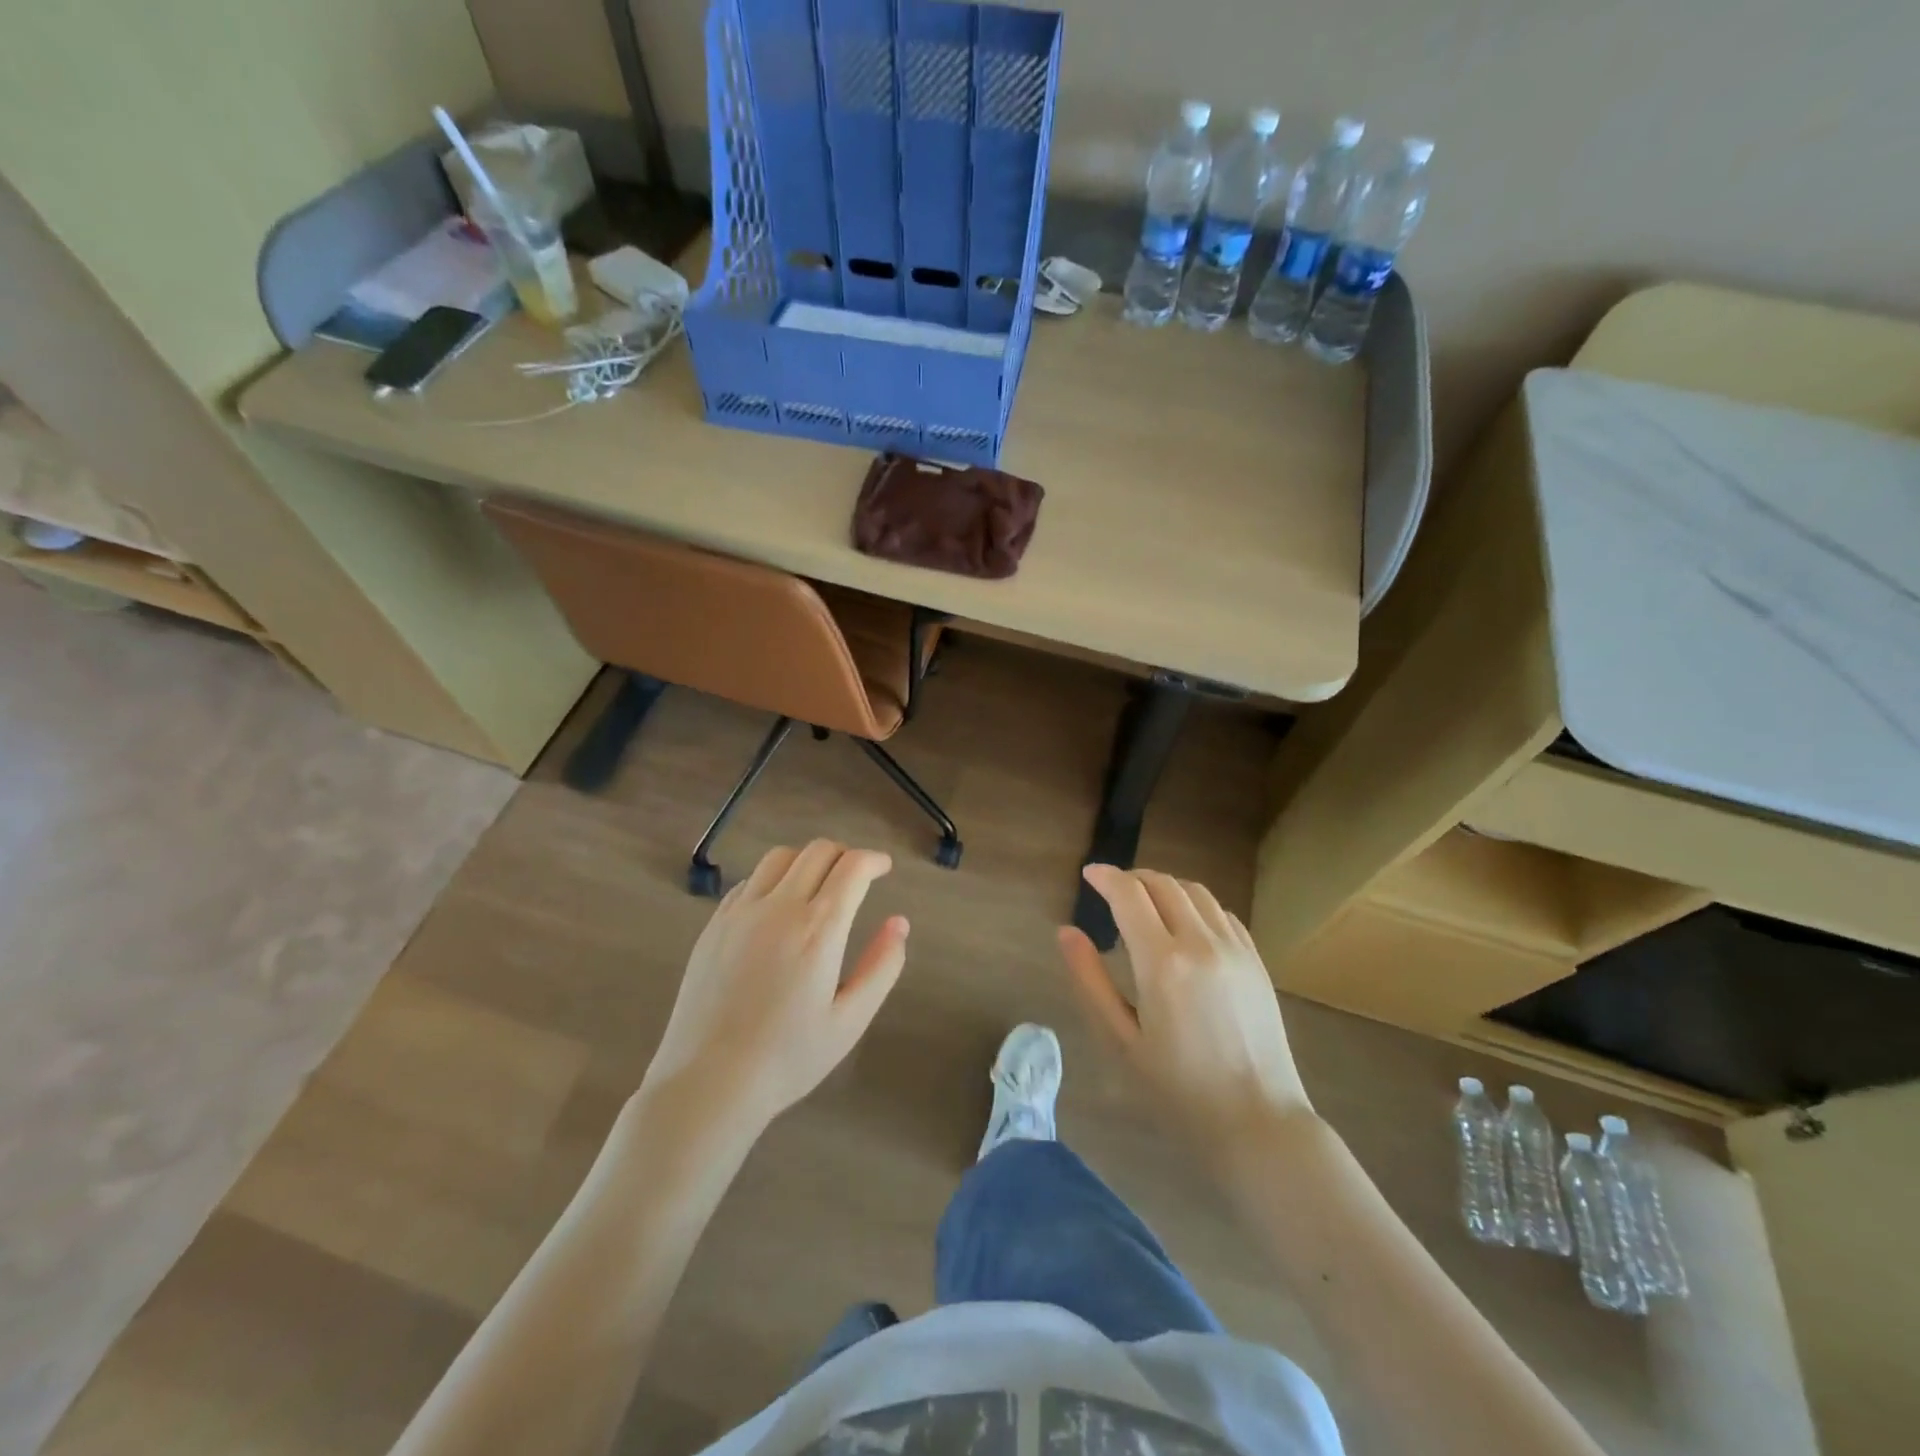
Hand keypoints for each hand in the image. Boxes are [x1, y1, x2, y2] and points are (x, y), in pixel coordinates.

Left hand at [643, 841, 907, 1131]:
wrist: (708, 1082)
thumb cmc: (788, 1058)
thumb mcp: (850, 1020)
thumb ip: (882, 966)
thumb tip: (899, 923)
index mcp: (819, 929)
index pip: (852, 867)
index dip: (874, 860)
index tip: (884, 868)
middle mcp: (779, 907)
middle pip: (817, 851)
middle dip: (845, 855)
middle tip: (856, 877)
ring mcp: (741, 912)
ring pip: (780, 857)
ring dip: (807, 861)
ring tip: (817, 885)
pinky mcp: (714, 924)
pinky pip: (749, 881)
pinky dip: (773, 879)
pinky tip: (777, 907)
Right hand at [1058, 865, 1311, 1154]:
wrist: (1258, 1122)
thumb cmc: (1178, 1090)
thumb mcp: (1121, 1039)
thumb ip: (1090, 980)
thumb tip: (1066, 932)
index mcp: (1162, 962)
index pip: (1129, 894)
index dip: (1105, 876)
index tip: (1089, 874)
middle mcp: (1201, 943)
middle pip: (1163, 884)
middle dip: (1133, 878)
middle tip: (1112, 891)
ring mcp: (1235, 949)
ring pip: (1195, 891)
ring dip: (1165, 886)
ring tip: (1146, 904)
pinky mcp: (1256, 961)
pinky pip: (1222, 913)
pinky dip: (1195, 905)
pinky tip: (1185, 927)